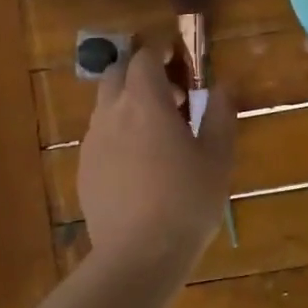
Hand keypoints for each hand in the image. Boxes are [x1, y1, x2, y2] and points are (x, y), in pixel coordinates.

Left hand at [78, 44, 235, 266]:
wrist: (138, 255)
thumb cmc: (187, 202)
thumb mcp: (217, 157)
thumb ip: (220, 114)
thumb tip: (224, 85)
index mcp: (145, 103)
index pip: (143, 58)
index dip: (159, 52)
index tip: (176, 57)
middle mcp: (111, 113)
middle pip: (116, 75)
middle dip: (140, 76)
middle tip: (170, 98)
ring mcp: (92, 142)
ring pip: (105, 106)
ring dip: (127, 105)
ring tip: (156, 134)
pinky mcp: (83, 169)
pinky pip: (99, 137)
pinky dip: (117, 134)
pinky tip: (138, 165)